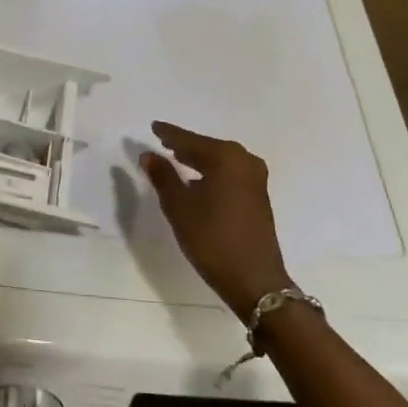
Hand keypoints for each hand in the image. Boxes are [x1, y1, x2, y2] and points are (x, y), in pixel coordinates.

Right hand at [139, 121, 291, 317]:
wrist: (254, 279)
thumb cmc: (211, 239)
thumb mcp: (179, 207)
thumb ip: (162, 176)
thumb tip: (148, 154)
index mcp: (226, 158)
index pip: (189, 140)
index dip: (169, 134)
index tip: (153, 127)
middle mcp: (245, 162)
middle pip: (208, 147)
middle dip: (185, 145)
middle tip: (162, 141)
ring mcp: (255, 179)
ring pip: (220, 160)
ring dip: (199, 159)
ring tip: (175, 158)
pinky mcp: (258, 196)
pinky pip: (230, 173)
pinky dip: (211, 171)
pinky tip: (197, 180)